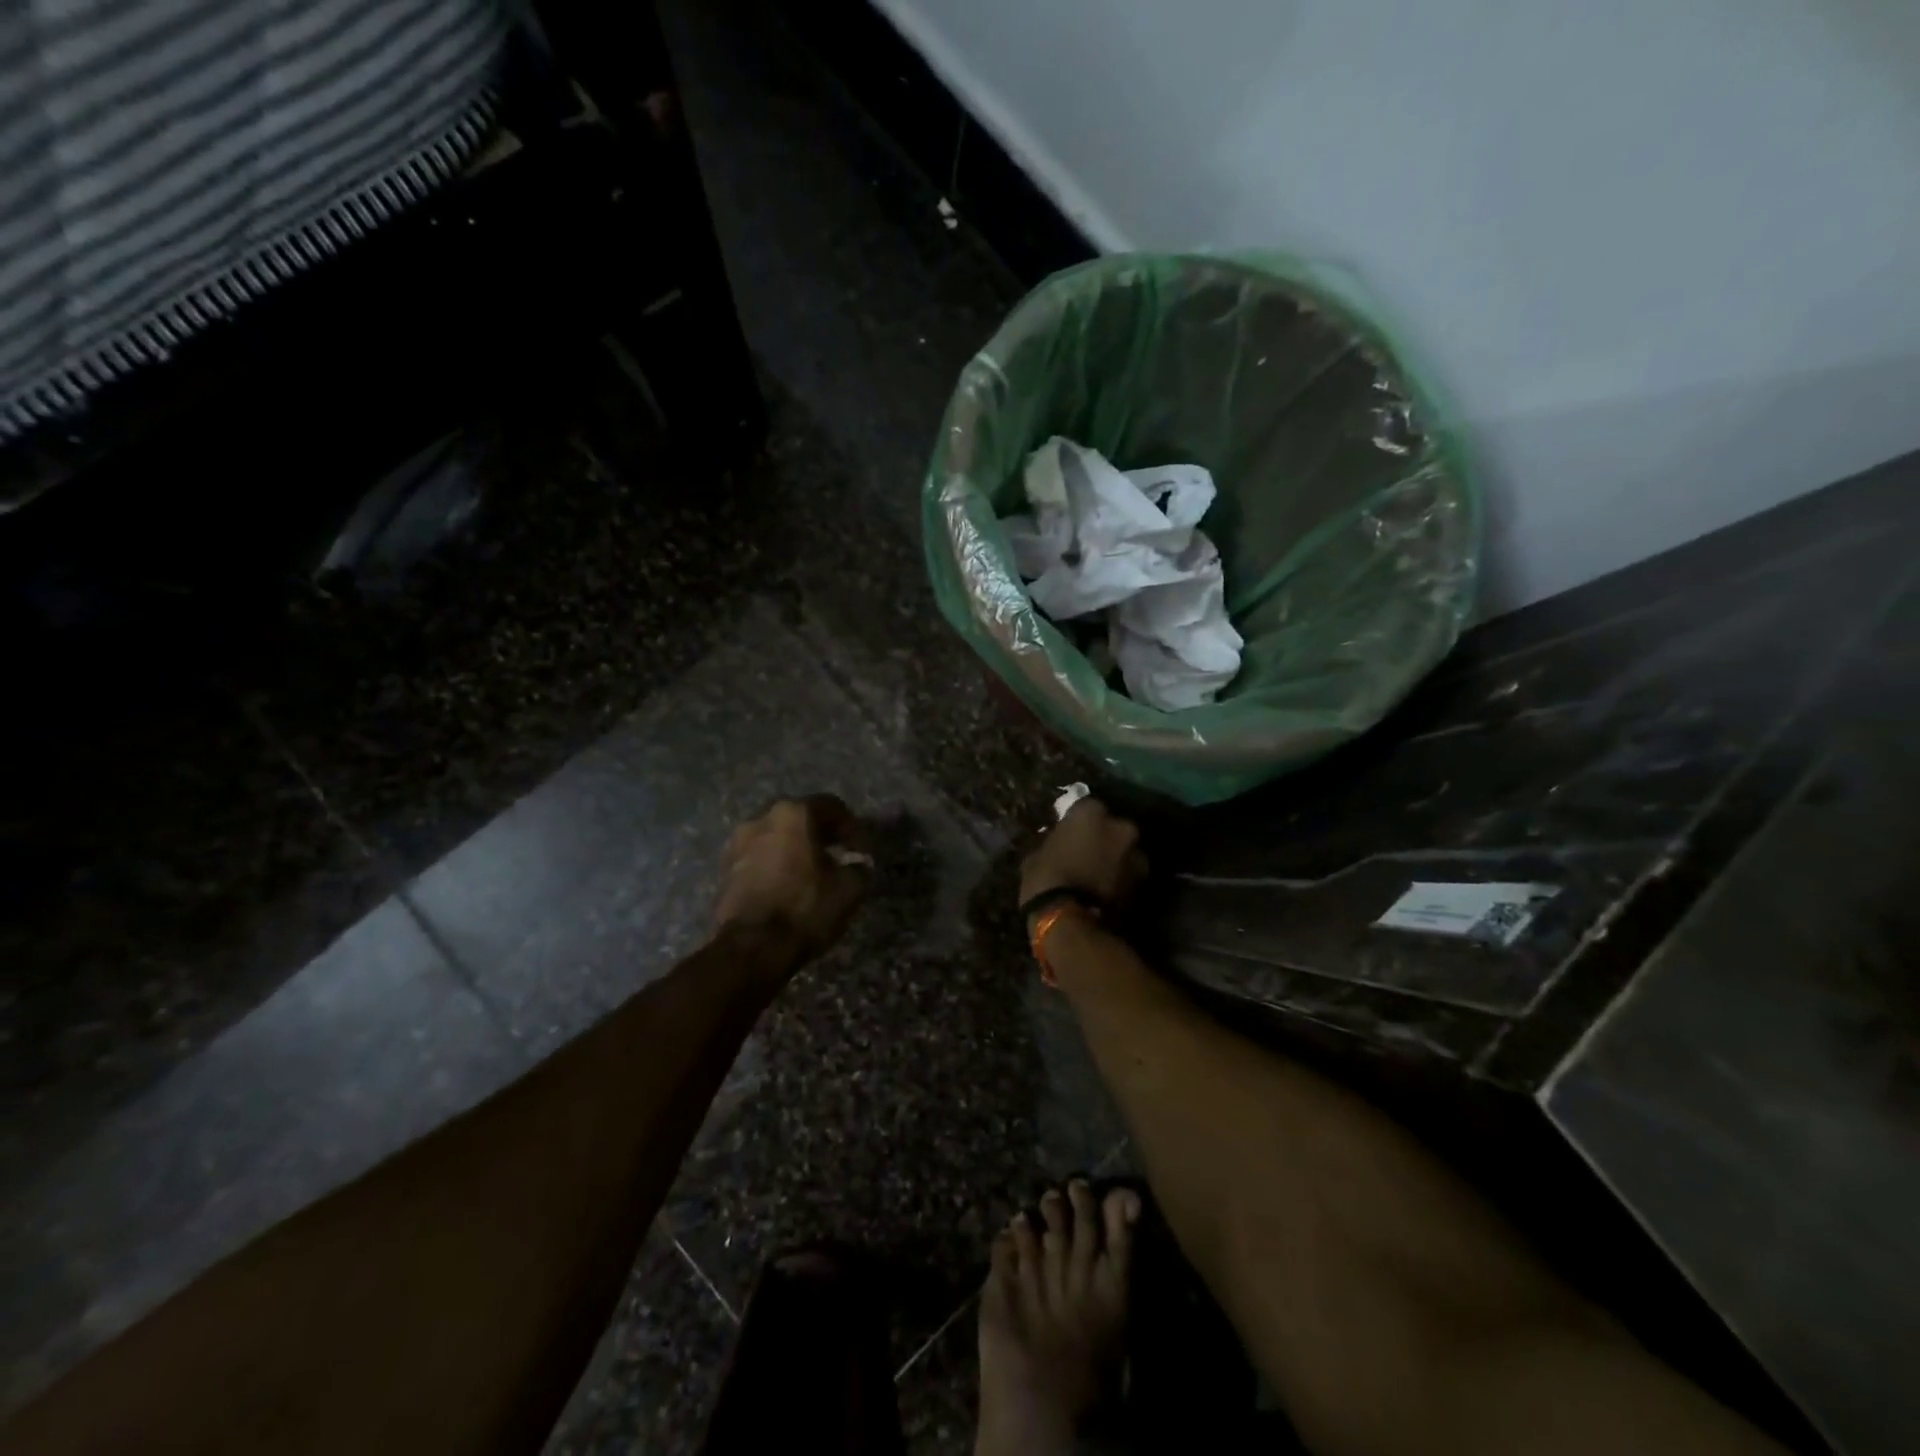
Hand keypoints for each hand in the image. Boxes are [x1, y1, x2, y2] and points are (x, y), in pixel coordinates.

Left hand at [715, 796, 871, 963]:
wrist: (751, 947)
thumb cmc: (804, 908)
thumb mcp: (849, 889)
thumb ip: (859, 868)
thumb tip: (858, 865)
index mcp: (793, 813)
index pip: (831, 806)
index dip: (853, 828)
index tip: (863, 851)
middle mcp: (761, 818)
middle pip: (800, 818)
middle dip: (821, 834)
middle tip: (839, 855)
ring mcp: (738, 843)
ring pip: (777, 837)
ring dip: (796, 849)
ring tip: (813, 874)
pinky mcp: (725, 869)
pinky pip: (759, 858)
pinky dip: (777, 865)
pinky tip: (789, 886)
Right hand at [1020, 797, 1146, 909]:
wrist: (1069, 920)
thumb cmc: (1046, 879)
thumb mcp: (1037, 855)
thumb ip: (1056, 842)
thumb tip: (1059, 845)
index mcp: (1091, 813)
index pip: (1086, 807)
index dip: (1078, 822)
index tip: (1070, 833)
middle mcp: (1120, 827)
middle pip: (1113, 828)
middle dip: (1104, 838)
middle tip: (1088, 853)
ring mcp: (1136, 854)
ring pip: (1125, 851)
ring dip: (1115, 859)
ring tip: (1098, 875)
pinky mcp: (1143, 882)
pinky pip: (1129, 873)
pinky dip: (1120, 878)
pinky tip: (1104, 890)